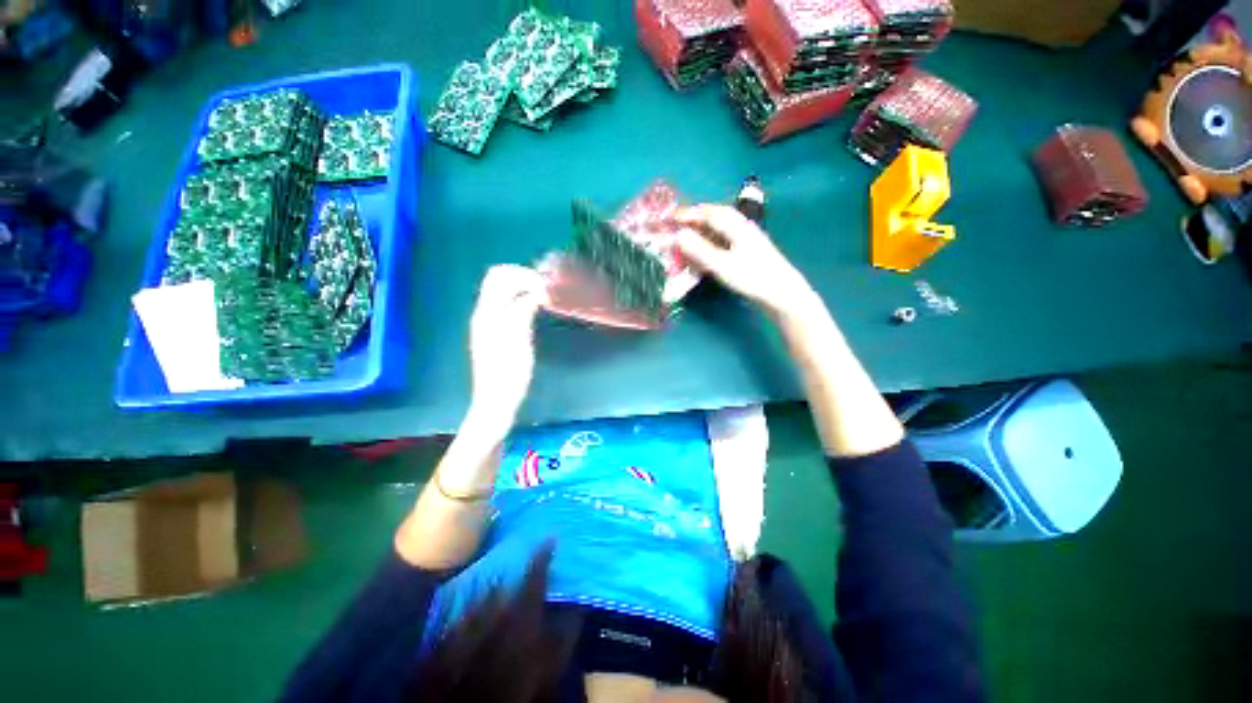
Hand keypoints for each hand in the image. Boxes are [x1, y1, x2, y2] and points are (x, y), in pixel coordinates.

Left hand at [467, 265, 549, 429]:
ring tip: (543, 295)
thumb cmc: (509, 373)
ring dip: (522, 287)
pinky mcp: (494, 331)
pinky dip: (520, 299)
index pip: (500, 277)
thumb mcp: (519, 340)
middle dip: (522, 276)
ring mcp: (487, 322)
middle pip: (497, 279)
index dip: (524, 275)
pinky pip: (505, 304)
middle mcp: (483, 313)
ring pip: (501, 291)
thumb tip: (536, 290)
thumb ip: (523, 311)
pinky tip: (534, 308)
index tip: (546, 284)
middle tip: (545, 287)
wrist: (496, 400)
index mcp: (487, 313)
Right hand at [673, 205, 816, 316]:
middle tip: (677, 224)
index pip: (709, 213)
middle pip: (716, 217)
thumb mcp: (722, 265)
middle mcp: (742, 228)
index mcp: (736, 226)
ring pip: (720, 229)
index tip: (670, 218)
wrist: (781, 293)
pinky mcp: (748, 253)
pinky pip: (724, 242)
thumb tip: (678, 235)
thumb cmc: (751, 277)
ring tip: (686, 237)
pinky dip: (710, 243)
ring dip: (702, 231)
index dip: (689, 214)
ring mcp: (746, 240)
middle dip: (695, 219)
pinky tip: (704, 253)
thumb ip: (699, 250)